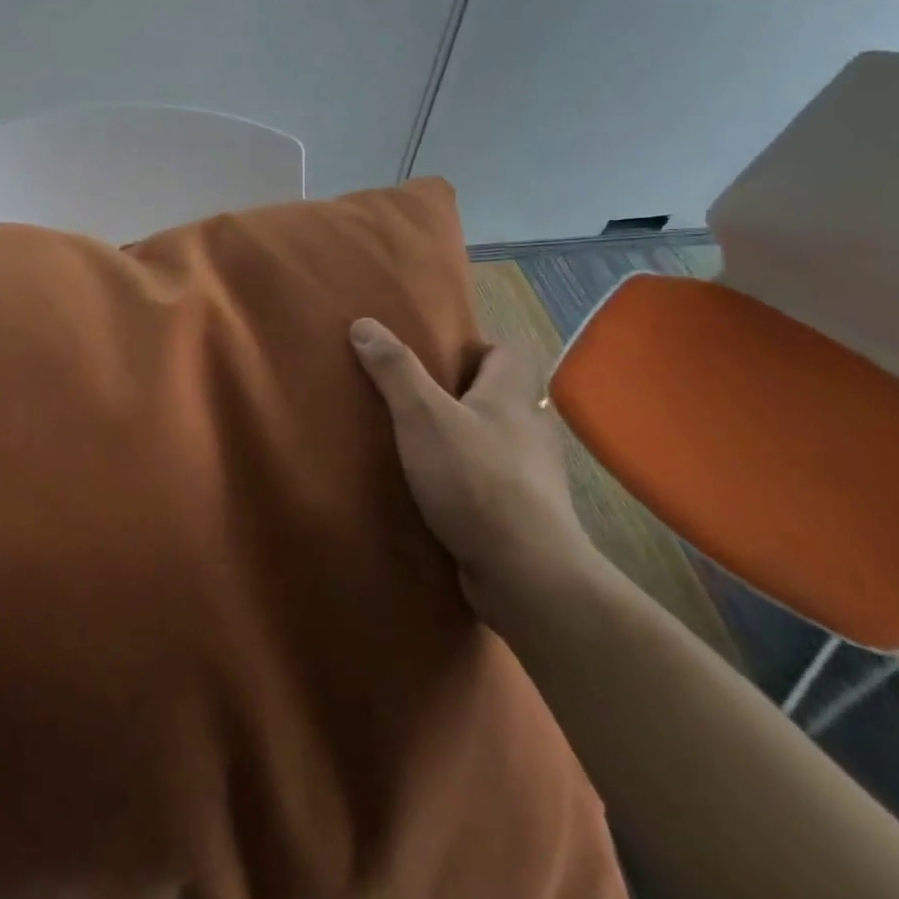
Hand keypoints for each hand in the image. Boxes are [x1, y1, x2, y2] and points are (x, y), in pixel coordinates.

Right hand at [349, 320, 598, 625]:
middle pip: (502, 396)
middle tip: (417, 400)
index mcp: (512, 397)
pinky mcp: (529, 516)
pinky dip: (473, 480)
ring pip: (500, 441)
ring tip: (424, 446)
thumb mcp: (422, 416)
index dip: (476, 348)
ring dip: (468, 439)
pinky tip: (443, 493)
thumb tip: (364, 323)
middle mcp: (531, 430)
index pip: (509, 352)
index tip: (437, 359)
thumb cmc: (475, 480)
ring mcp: (535, 476)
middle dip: (464, 394)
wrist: (527, 575)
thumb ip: (395, 370)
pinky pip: (498, 482)